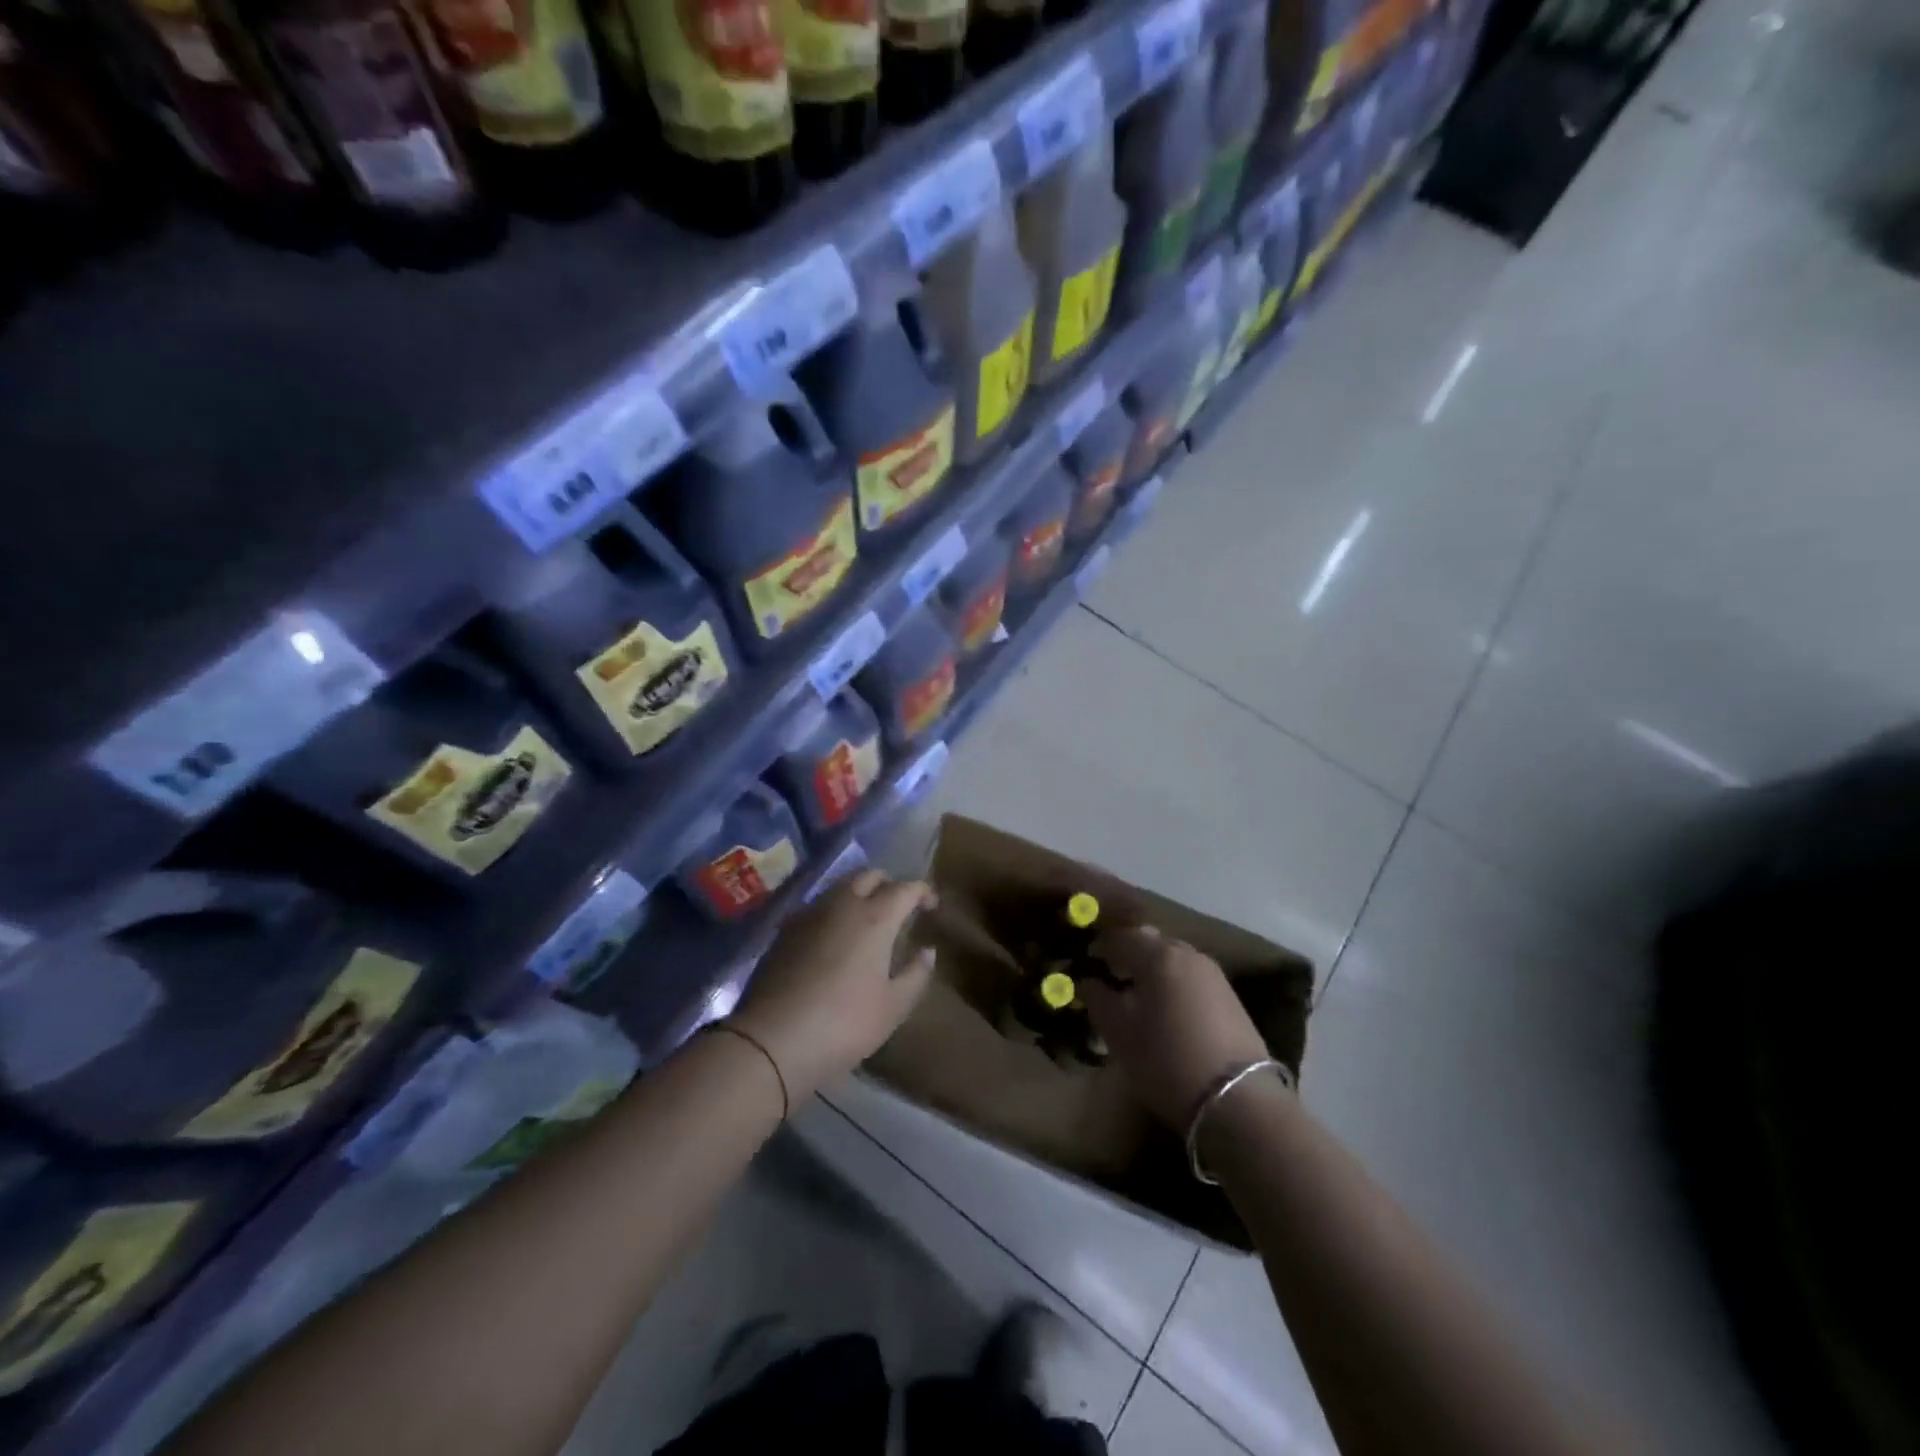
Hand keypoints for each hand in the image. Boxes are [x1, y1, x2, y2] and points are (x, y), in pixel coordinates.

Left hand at [728, 869, 936, 1102]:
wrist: (772, 1040)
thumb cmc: (844, 1024)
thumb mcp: (893, 1007)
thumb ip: (916, 974)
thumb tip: (927, 951)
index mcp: (875, 917)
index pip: (905, 888)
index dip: (922, 892)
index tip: (931, 906)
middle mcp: (842, 904)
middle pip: (869, 875)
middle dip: (889, 884)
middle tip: (899, 908)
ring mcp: (809, 914)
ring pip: (840, 887)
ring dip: (859, 894)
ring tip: (867, 921)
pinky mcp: (785, 930)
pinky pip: (817, 906)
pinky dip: (834, 911)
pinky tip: (834, 937)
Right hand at [1082, 926, 1269, 1129]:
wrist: (1239, 1100)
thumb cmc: (1166, 1060)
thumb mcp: (1118, 1032)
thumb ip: (1097, 998)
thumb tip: (1088, 981)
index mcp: (1158, 955)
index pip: (1120, 936)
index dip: (1099, 946)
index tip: (1086, 961)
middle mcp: (1187, 953)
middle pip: (1150, 941)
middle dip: (1127, 953)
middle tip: (1110, 976)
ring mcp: (1213, 974)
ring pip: (1173, 958)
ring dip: (1152, 969)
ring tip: (1138, 995)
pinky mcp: (1230, 996)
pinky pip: (1190, 976)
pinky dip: (1172, 983)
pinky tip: (1166, 1009)